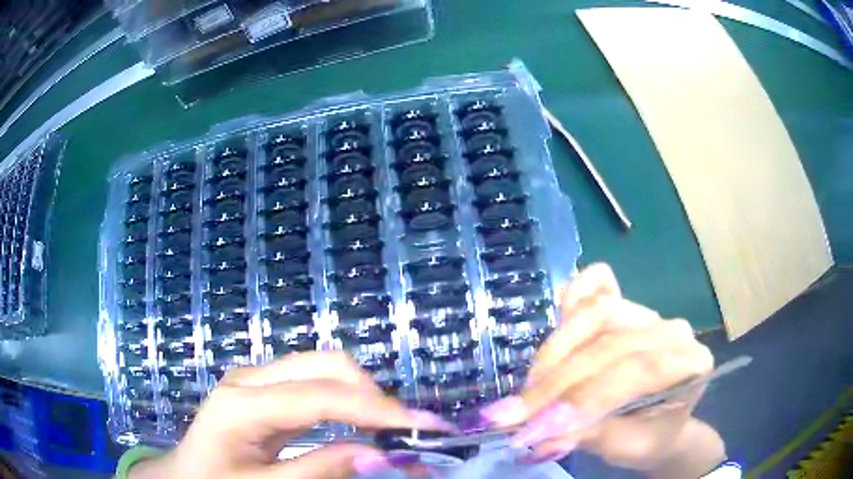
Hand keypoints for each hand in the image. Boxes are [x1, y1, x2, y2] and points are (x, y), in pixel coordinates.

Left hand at [129, 352, 453, 478]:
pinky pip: (314, 382)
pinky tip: (362, 421)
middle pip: (325, 365)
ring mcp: (255, 378)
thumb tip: (380, 454)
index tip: (425, 426)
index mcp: (241, 404)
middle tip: (410, 431)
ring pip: (323, 368)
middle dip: (374, 395)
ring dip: (364, 395)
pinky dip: (347, 399)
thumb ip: (320, 470)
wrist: (185, 474)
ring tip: (393, 428)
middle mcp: (249, 378)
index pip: (320, 396)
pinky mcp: (263, 387)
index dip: (377, 410)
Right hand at [479, 264, 723, 474]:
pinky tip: (556, 319)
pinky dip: (573, 297)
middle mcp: (673, 330)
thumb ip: (588, 436)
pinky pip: (598, 285)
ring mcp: (649, 313)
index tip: (539, 425)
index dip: (585, 396)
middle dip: (560, 380)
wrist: (662, 425)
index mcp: (691, 363)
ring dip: (557, 350)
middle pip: (611, 341)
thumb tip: (540, 434)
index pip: (636, 370)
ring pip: (599, 313)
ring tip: (530, 385)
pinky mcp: (627, 305)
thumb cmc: (650, 438)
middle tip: (517, 412)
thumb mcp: (625, 448)